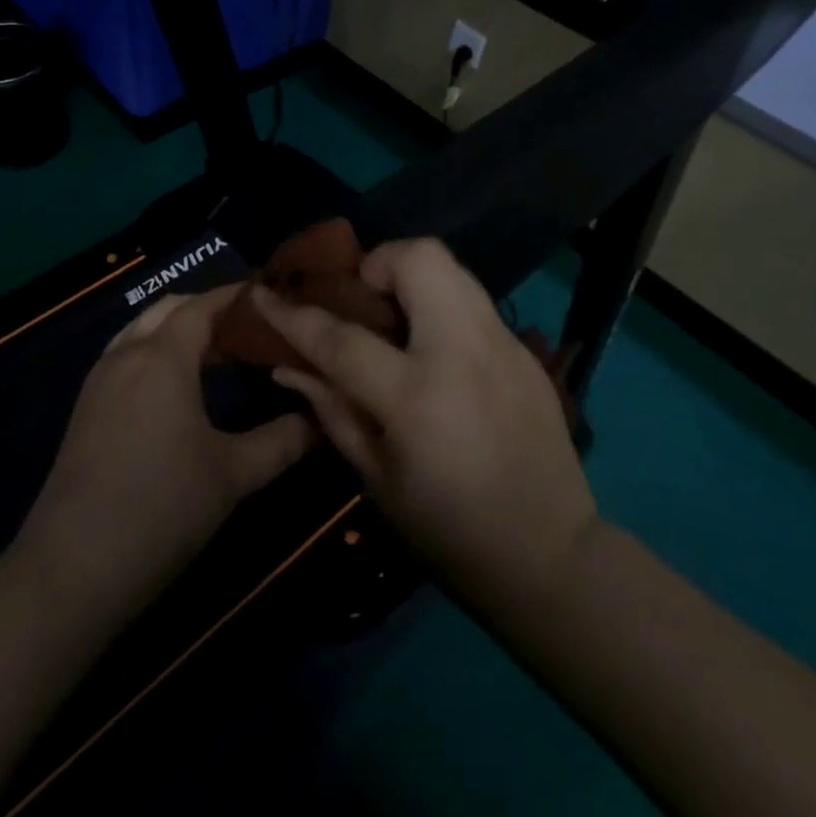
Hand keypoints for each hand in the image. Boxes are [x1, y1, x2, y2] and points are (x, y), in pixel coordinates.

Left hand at [15, 287, 315, 618]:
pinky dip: (155, 353)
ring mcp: (99, 381)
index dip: (236, 297)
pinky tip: (178, 389)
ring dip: (178, 331)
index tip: (271, 297)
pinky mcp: (86, 409)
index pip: (203, 306)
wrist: (73, 568)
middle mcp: (127, 355)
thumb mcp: (234, 474)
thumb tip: (321, 419)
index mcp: (162, 357)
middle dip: (209, 310)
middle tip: (251, 330)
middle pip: (169, 310)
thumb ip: (284, 441)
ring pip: (142, 331)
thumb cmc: (162, 508)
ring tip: (219, 355)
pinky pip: (125, 357)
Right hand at [252, 239, 596, 609]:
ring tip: (396, 320)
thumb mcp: (377, 479)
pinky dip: (442, 308)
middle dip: (379, 263)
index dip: (294, 314)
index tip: (265, 293)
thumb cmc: (449, 531)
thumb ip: (332, 410)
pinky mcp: (526, 352)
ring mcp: (504, 345)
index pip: (342, 337)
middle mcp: (464, 353)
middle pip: (420, 259)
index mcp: (417, 397)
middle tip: (363, 301)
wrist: (551, 556)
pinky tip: (436, 352)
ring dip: (413, 278)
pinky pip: (474, 303)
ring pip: (453, 268)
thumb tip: (288, 365)